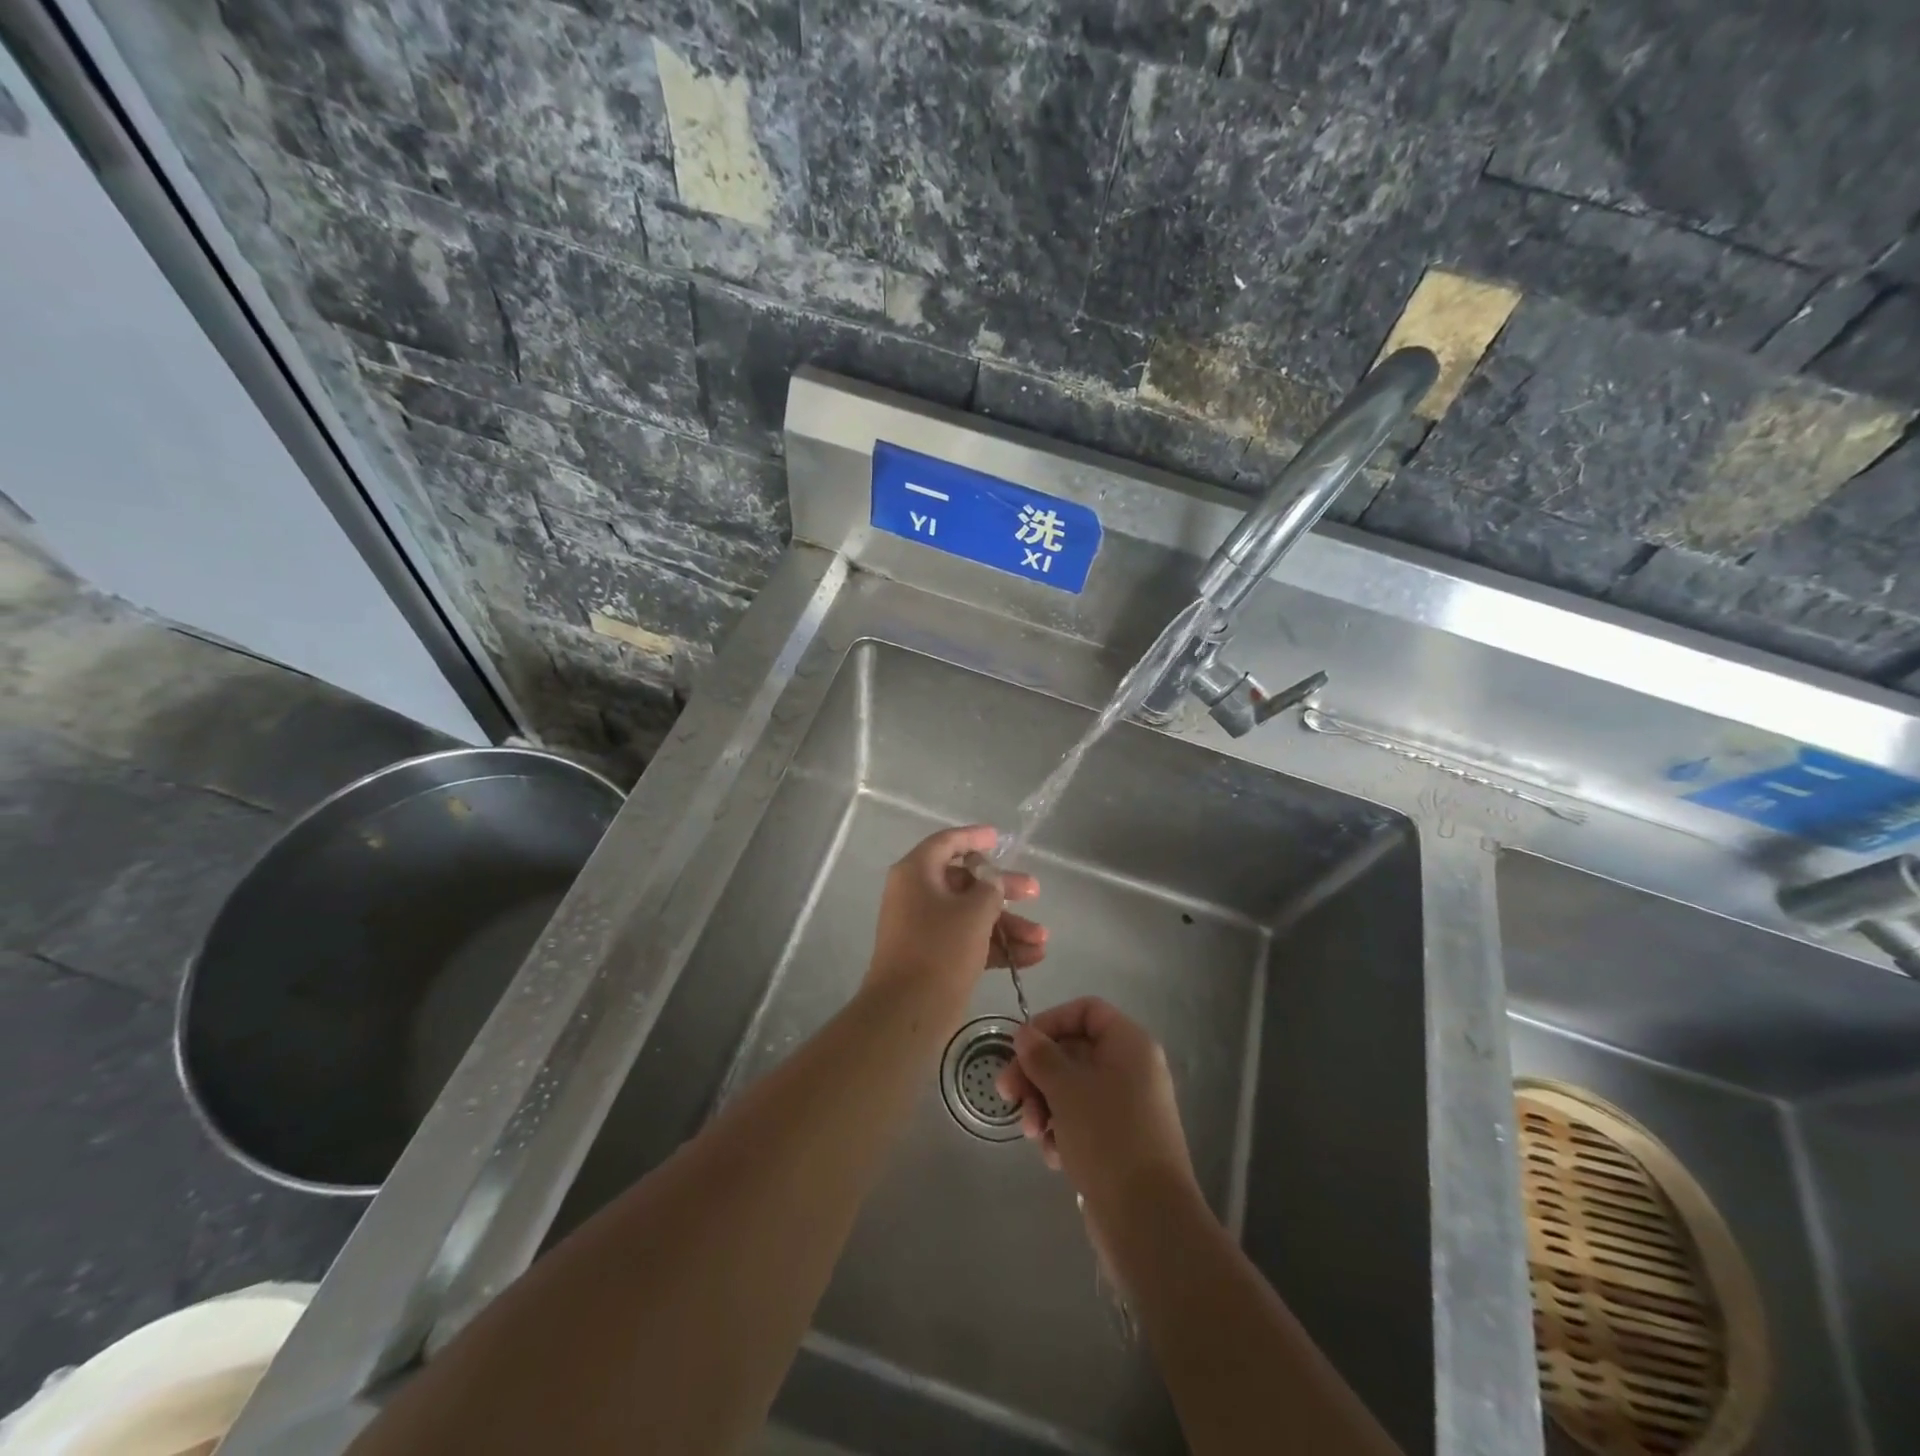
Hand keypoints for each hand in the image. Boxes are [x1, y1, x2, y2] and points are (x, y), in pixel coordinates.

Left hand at [865, 825, 1044, 999]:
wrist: (907, 1012)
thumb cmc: (940, 949)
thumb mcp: (974, 912)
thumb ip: (990, 888)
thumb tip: (990, 880)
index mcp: (917, 873)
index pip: (947, 843)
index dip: (974, 837)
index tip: (999, 837)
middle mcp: (917, 895)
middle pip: (965, 882)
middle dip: (1003, 889)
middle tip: (1034, 891)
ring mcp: (924, 927)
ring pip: (971, 915)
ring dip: (1007, 924)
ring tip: (1042, 938)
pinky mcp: (934, 956)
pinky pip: (969, 941)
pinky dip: (997, 945)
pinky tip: (1031, 957)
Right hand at [995, 997, 1196, 1214]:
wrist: (1148, 1221)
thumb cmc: (1107, 1138)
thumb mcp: (1066, 1088)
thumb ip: (1041, 1055)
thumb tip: (1025, 1034)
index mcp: (1129, 1045)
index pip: (1086, 1011)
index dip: (1050, 1022)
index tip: (1021, 1046)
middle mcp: (1132, 1069)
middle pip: (1073, 1052)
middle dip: (1037, 1073)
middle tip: (1007, 1094)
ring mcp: (1127, 1108)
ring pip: (1072, 1089)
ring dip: (1044, 1105)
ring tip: (1033, 1133)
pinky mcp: (1120, 1142)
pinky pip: (1082, 1121)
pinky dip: (1062, 1131)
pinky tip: (1053, 1155)